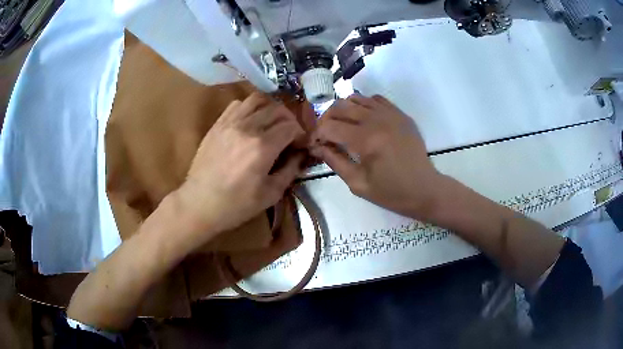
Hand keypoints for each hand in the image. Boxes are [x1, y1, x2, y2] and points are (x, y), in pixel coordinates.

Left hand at [176, 93, 305, 243]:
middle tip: (289, 134)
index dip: (301, 134)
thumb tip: (300, 154)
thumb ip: (290, 170)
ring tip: (271, 122)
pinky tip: (251, 121)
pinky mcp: (218, 124)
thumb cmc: (236, 204)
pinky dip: (250, 108)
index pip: (291, 126)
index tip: (300, 145)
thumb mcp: (271, 194)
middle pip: (278, 110)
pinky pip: (238, 104)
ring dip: (270, 108)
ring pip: (258, 100)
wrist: (200, 203)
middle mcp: (248, 128)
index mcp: (263, 147)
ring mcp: (230, 123)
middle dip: (290, 120)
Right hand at [311, 94, 443, 219]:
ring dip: (343, 110)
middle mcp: (377, 120)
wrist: (425, 189)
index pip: (329, 126)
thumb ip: (335, 161)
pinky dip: (363, 105)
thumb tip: (317, 146)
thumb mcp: (358, 183)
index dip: (317, 134)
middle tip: (326, 135)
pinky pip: (375, 99)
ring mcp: (391, 114)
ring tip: (343, 125)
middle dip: (326, 119)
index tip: (315, 145)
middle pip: (340, 106)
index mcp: (366, 140)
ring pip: (356, 98)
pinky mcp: (400, 114)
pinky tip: (363, 120)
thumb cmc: (391, 192)